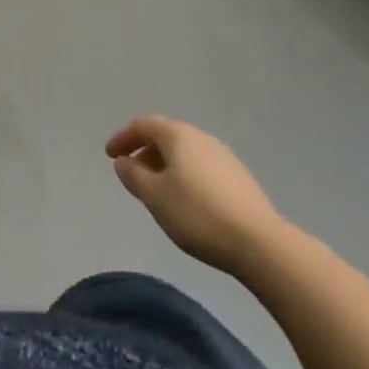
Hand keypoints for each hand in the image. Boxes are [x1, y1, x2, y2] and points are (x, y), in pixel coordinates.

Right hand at [106, 116, 288, 277]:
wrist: (259, 243)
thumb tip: (124, 161)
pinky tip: (186, 201)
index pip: (143, 125)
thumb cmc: (197, 214)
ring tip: (157, 191)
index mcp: (178, 135)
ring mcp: (223, 156)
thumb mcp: (154, 196)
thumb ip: (133, 175)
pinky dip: (184, 175)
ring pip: (184, 153)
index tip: (110, 156)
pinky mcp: (238, 178)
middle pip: (165, 136)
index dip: (123, 138)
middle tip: (132, 174)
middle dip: (144, 151)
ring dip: (164, 165)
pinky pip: (201, 167)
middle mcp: (201, 137)